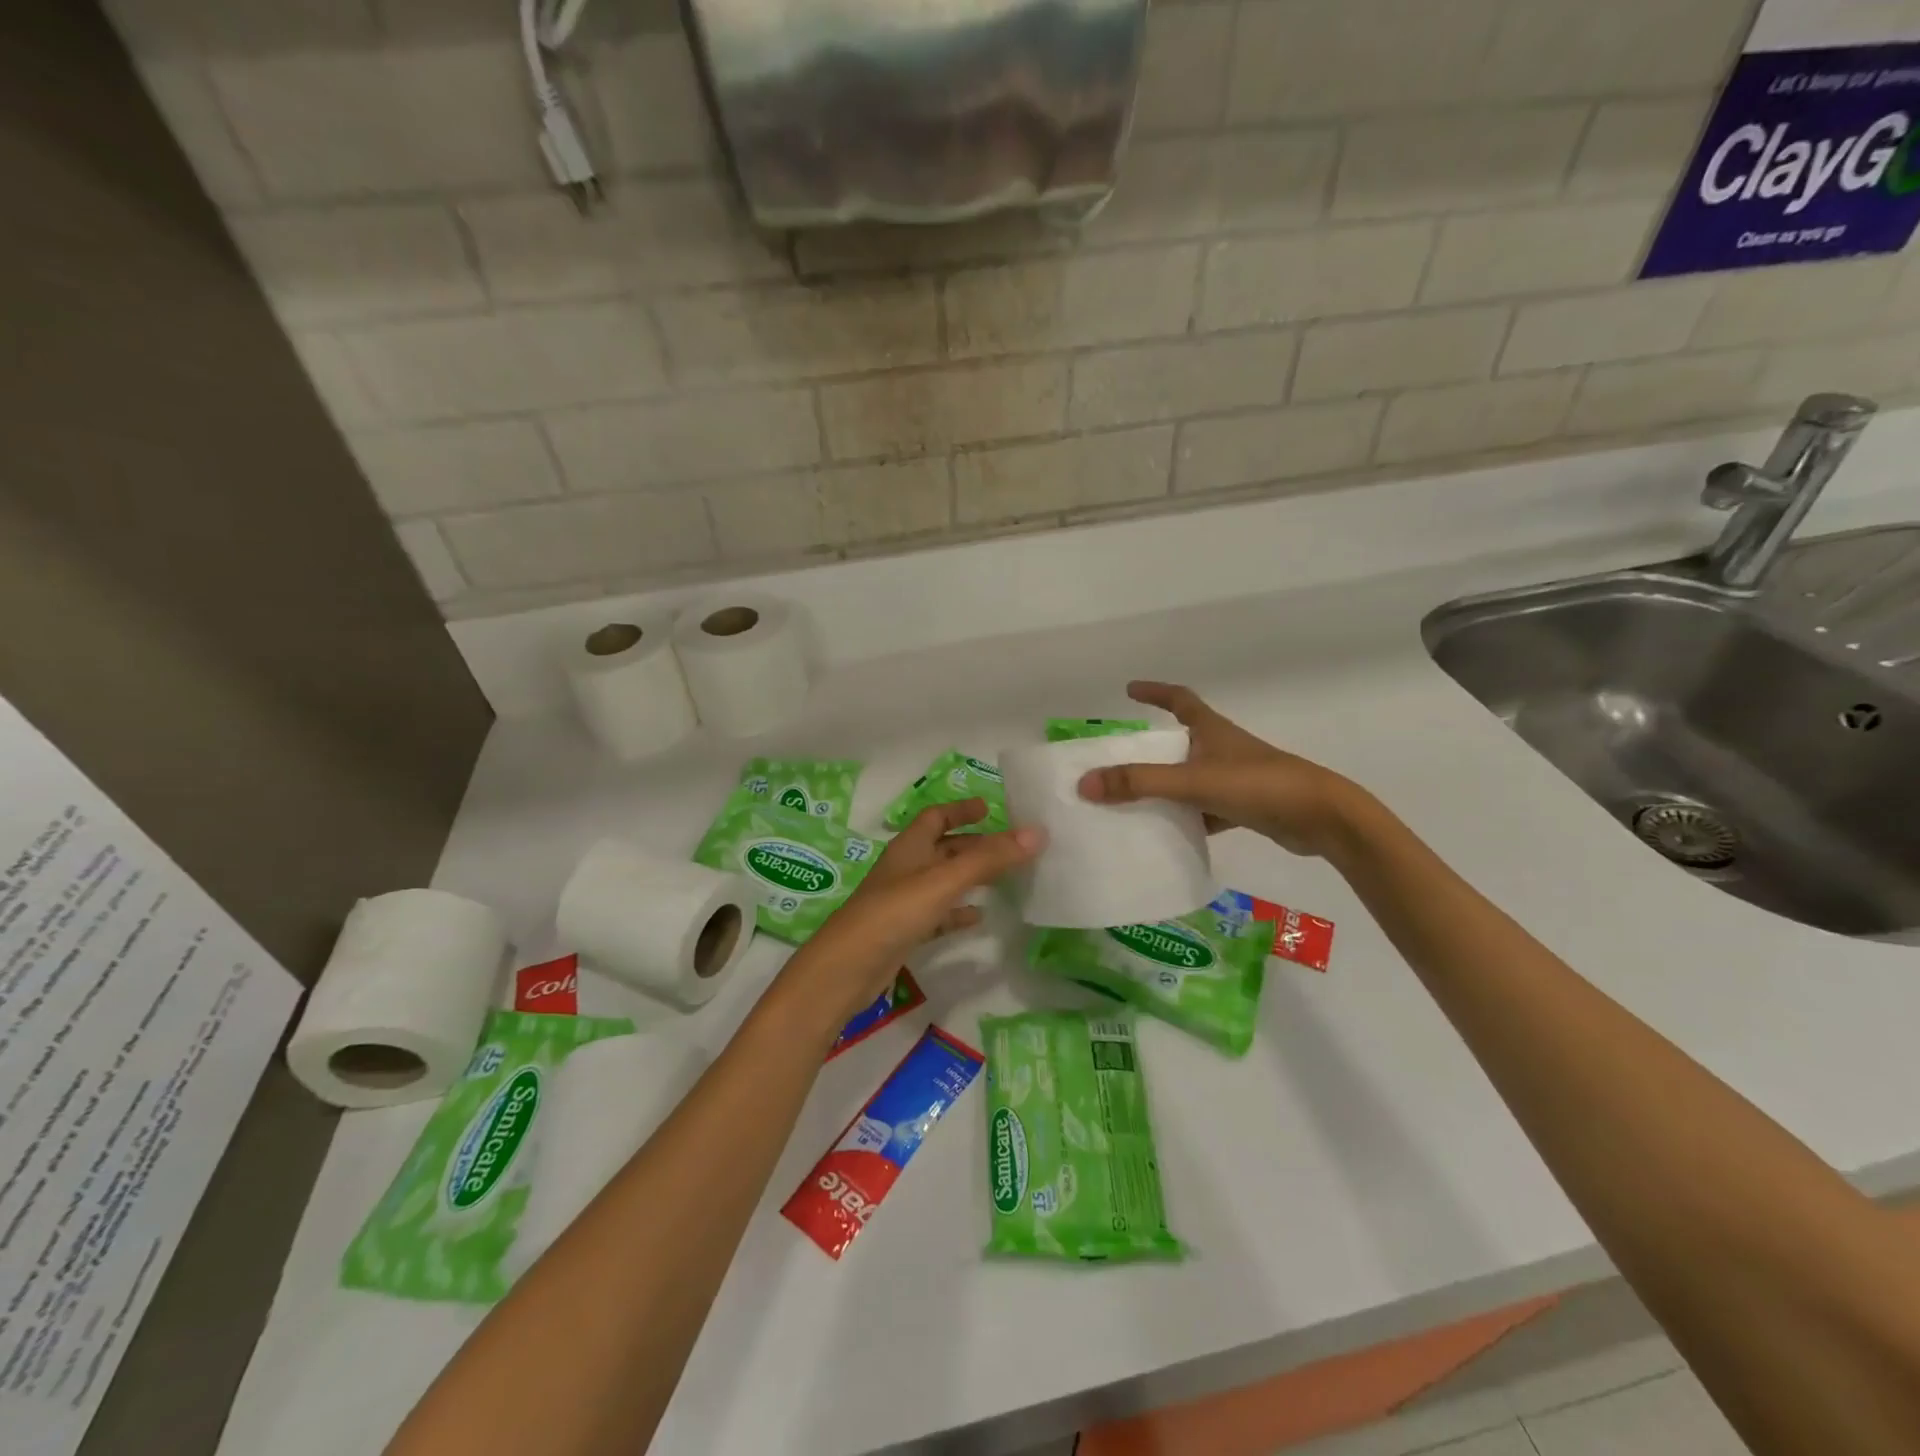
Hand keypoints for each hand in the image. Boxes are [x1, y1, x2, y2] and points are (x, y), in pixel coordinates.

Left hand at [780, 799, 1044, 1025]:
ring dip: (970, 877)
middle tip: (1011, 846)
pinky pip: (938, 914)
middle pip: (944, 848)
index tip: (990, 808)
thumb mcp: (944, 880)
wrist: (848, 967)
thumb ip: (989, 859)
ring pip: (943, 880)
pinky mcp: (905, 930)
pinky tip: (980, 917)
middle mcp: (906, 868)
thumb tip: (1037, 833)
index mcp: (910, 846)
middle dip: (975, 845)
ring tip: (1005, 878)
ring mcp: (904, 900)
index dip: (961, 810)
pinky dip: (958, 911)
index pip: (936, 816)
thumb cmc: (894, 912)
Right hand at [1076, 682, 1365, 858]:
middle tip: (1118, 759)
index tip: (1129, 690)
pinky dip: (1186, 817)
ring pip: (1190, 778)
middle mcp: (1222, 748)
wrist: (1321, 818)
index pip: (1179, 699)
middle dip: (1151, 749)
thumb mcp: (1193, 781)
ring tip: (1132, 800)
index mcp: (1212, 730)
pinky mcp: (1246, 807)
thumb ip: (1140, 783)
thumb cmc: (1258, 785)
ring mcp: (1236, 778)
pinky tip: (1167, 834)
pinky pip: (1205, 809)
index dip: (1154, 692)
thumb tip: (1085, 783)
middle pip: (1180, 741)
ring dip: (1165, 786)